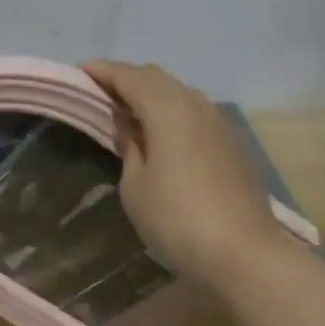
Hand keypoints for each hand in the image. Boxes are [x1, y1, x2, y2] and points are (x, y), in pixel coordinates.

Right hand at [81, 60, 288, 287]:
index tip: (80, 71)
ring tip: (128, 111)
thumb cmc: (176, 220)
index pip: (129, 76)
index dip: (103, 70)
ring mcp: (219, 123)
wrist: (245, 255)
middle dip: (126, 78)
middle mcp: (196, 105)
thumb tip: (129, 125)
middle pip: (156, 77)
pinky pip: (195, 111)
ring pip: (179, 92)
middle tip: (100, 92)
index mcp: (167, 110)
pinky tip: (161, 132)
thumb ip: (129, 146)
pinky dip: (172, 110)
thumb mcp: (135, 186)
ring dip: (151, 93)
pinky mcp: (232, 143)